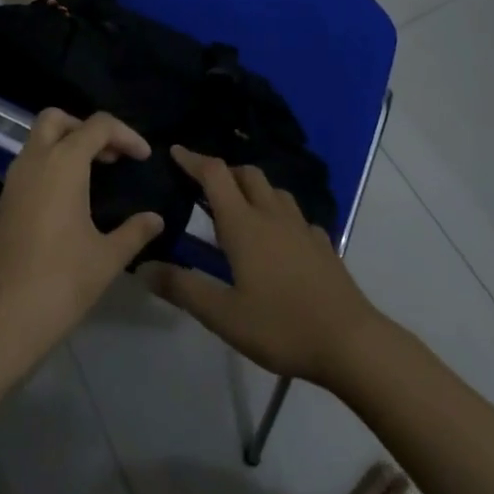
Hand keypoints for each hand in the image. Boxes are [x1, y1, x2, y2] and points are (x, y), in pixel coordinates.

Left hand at [0, 110, 163, 383]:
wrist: (2, 320)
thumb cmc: (61, 281)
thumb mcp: (107, 257)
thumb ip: (135, 231)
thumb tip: (156, 219)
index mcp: (62, 163)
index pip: (97, 125)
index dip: (125, 135)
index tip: (144, 158)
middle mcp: (34, 160)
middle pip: (57, 119)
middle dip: (86, 128)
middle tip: (111, 155)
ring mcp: (14, 180)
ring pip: (38, 140)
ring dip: (67, 144)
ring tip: (97, 174)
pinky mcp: (5, 202)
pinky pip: (30, 164)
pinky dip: (52, 164)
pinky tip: (72, 197)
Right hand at [147, 146, 385, 385]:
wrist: (350, 341)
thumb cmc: (281, 326)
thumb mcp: (223, 315)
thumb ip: (183, 288)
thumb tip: (143, 266)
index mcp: (244, 224)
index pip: (215, 175)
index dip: (193, 159)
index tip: (175, 152)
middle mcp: (272, 215)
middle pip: (247, 174)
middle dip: (224, 173)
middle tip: (204, 188)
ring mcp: (302, 227)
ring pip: (274, 191)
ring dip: (253, 189)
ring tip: (239, 209)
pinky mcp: (322, 244)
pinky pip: (296, 216)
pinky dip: (279, 215)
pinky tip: (278, 238)